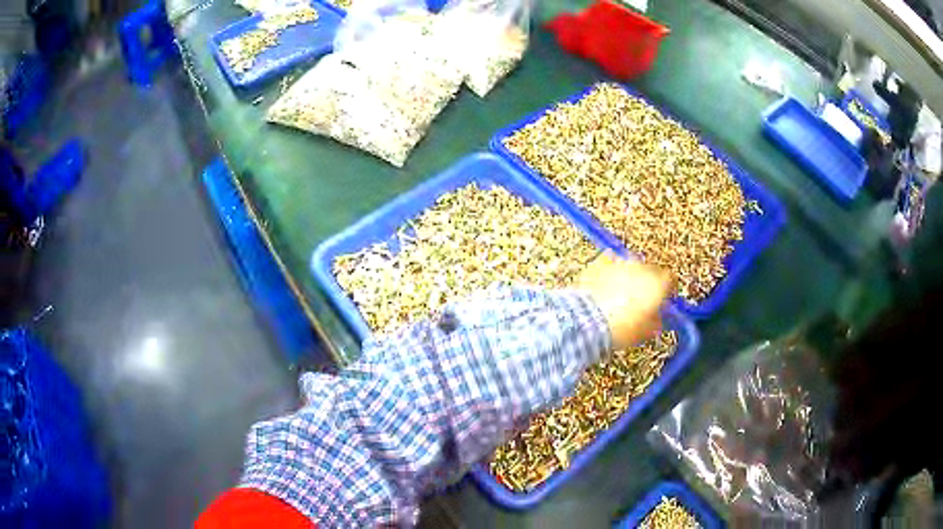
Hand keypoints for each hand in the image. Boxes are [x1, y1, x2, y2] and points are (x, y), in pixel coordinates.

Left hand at [576, 253, 671, 349]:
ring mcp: (621, 262)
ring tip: (616, 295)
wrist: (589, 320)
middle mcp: (642, 268)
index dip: (665, 290)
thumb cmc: (620, 328)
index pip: (669, 280)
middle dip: (645, 283)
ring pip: (629, 266)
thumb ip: (657, 321)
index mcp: (658, 284)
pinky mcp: (602, 261)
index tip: (661, 299)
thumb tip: (657, 319)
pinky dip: (608, 271)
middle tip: (637, 301)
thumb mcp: (646, 332)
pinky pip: (609, 262)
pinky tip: (603, 285)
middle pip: (649, 271)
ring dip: (626, 276)